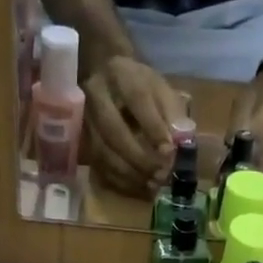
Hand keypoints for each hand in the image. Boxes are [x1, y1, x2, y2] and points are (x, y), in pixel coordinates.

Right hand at [84, 56, 187, 195]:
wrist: (104, 77)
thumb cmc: (139, 84)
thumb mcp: (161, 89)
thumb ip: (173, 113)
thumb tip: (180, 141)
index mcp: (120, 75)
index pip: (136, 100)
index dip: (153, 128)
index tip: (169, 152)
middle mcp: (96, 95)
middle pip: (114, 131)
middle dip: (139, 158)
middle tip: (161, 174)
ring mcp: (84, 120)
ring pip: (103, 153)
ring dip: (130, 174)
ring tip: (152, 184)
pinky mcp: (81, 141)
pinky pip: (99, 166)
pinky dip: (120, 181)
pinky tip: (139, 187)